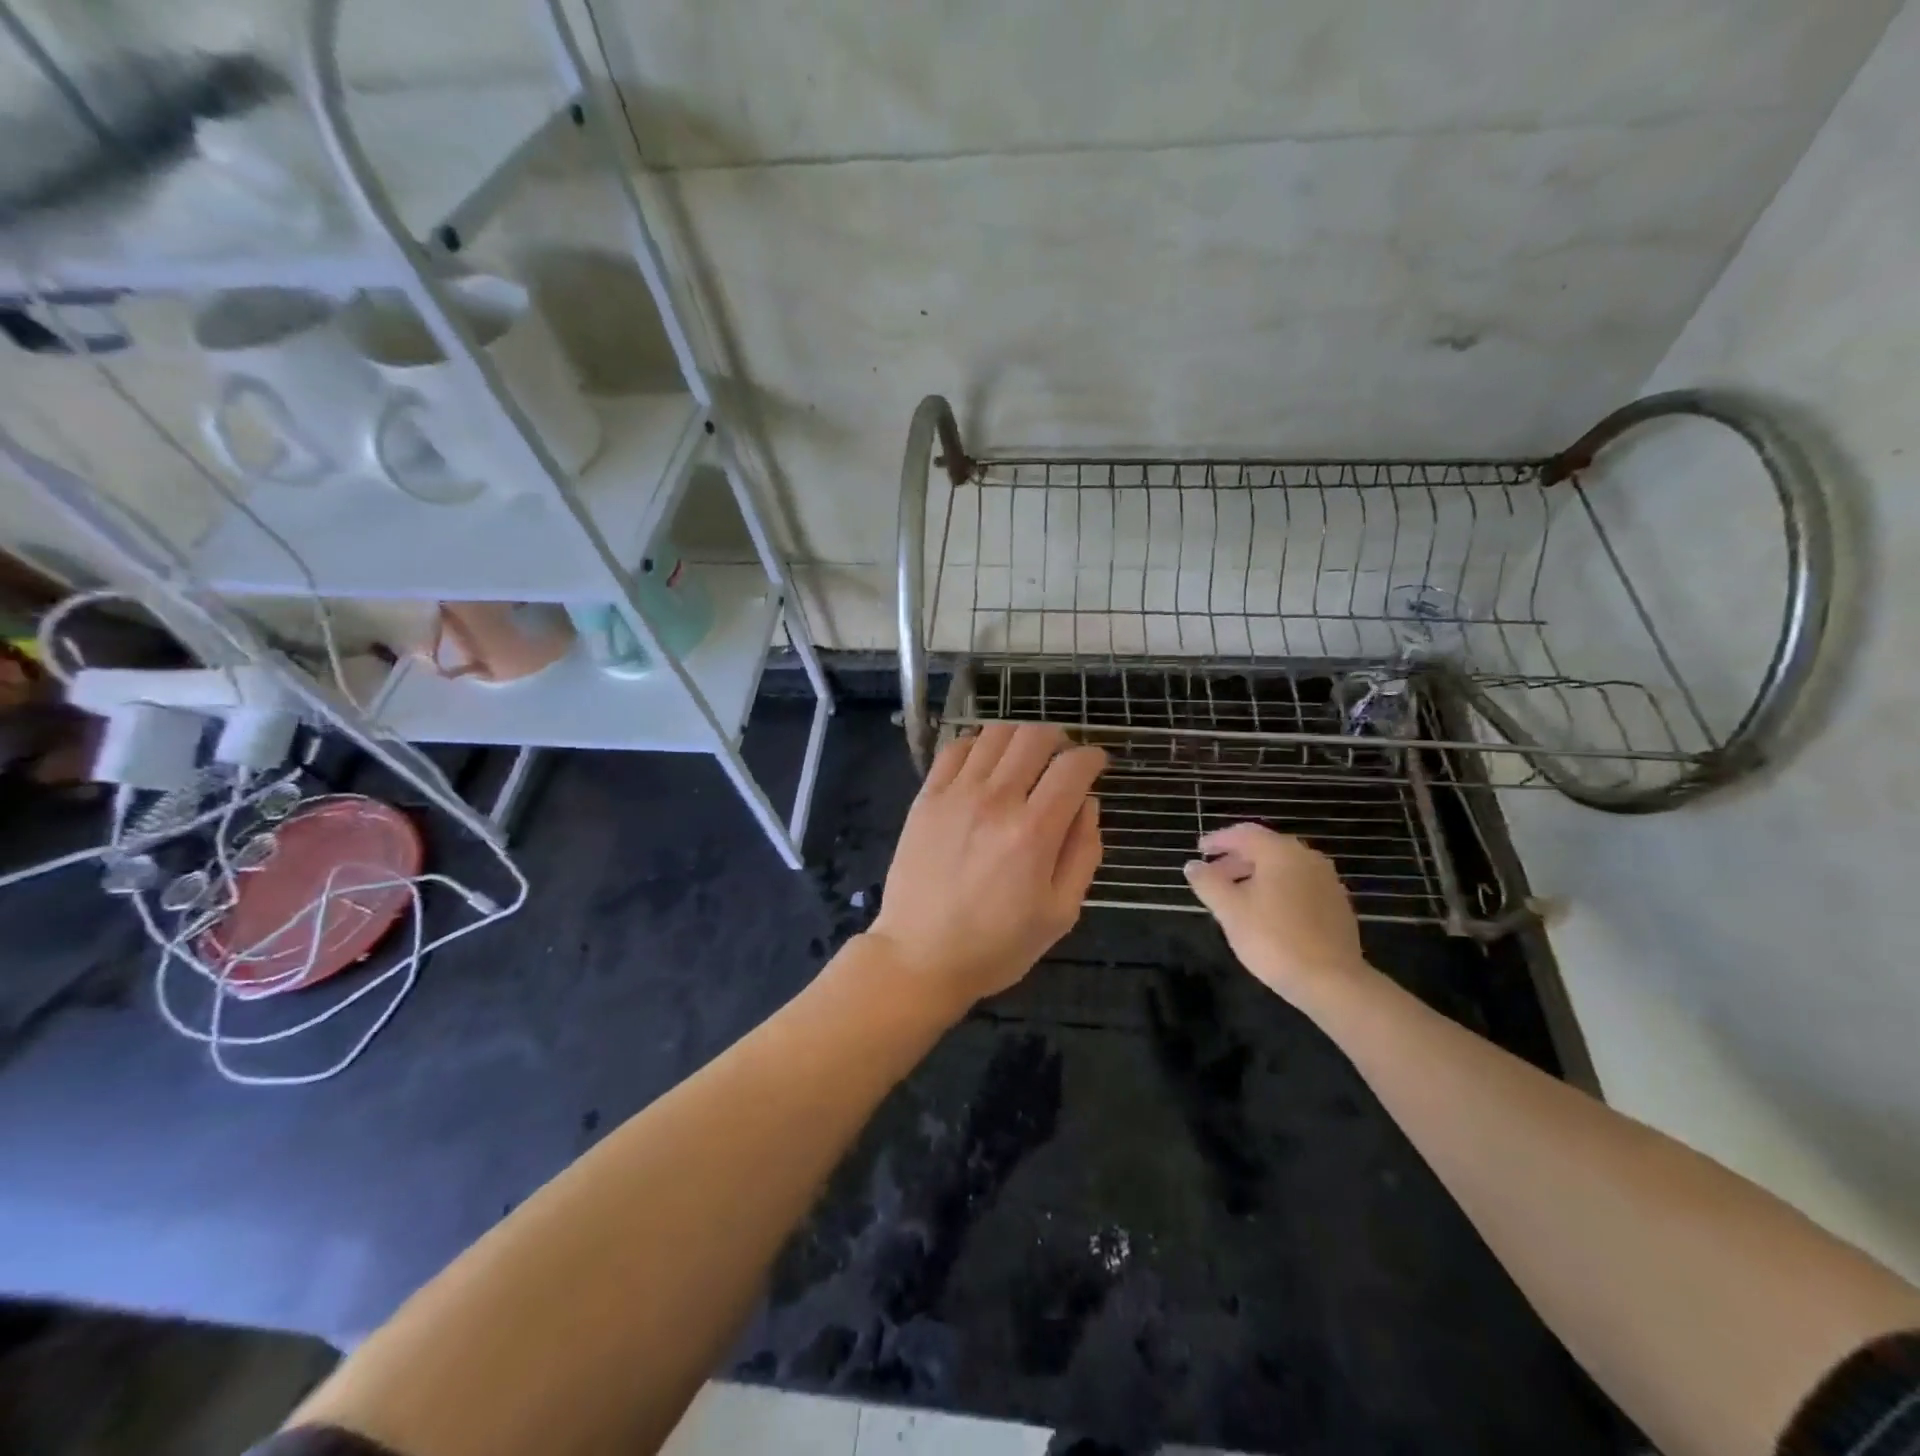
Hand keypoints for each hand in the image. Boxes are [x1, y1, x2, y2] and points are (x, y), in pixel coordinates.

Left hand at [867, 723, 1105, 1012]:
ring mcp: (956, 794)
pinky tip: (986, 764)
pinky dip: (978, 744)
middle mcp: (996, 800)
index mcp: (1034, 832)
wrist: (920, 957)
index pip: (1073, 767)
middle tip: (1063, 761)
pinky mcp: (926, 797)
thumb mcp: (1060, 913)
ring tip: (1025, 759)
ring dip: (1020, 738)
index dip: (1094, 757)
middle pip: (1035, 737)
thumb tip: (1089, 805)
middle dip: (1060, 740)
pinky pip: (955, 748)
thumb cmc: (997, 945)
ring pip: (996, 733)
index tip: (1098, 765)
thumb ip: (1083, 853)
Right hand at [1183, 823, 1366, 1002]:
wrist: (1331, 981)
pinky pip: (1299, 884)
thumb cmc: (1273, 939)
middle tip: (1213, 876)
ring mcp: (1327, 881)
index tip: (1200, 850)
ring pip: (1284, 867)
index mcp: (1281, 853)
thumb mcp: (1230, 910)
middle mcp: (1307, 858)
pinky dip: (1277, 888)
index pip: (1244, 833)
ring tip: (1235, 896)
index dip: (1218, 840)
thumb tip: (1193, 865)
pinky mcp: (1337, 904)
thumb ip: (1207, 883)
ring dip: (1256, 875)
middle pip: (1265, 848)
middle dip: (1236, 859)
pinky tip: (1265, 912)